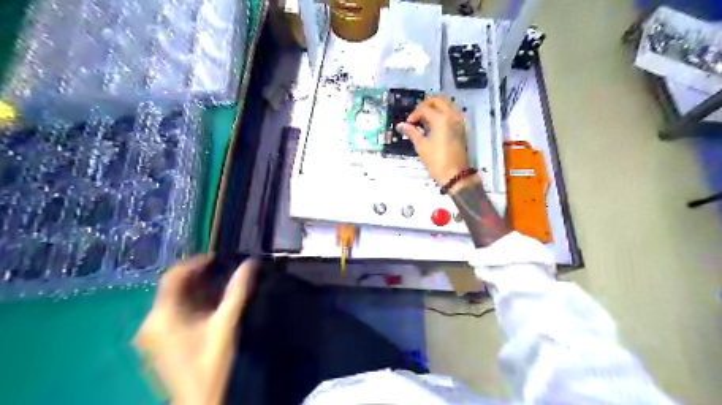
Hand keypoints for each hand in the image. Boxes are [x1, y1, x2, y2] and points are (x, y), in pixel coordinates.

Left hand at [135, 256, 258, 404]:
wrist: (198, 403)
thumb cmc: (210, 363)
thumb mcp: (226, 324)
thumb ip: (237, 292)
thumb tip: (250, 263)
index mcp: (162, 316)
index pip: (172, 277)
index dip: (194, 263)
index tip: (217, 258)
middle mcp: (150, 322)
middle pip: (171, 288)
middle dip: (197, 277)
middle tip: (223, 271)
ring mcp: (151, 335)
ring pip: (172, 300)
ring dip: (195, 290)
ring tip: (219, 285)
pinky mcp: (157, 343)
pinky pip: (172, 313)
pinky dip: (189, 304)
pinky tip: (208, 306)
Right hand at [398, 96, 470, 184]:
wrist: (455, 175)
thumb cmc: (436, 161)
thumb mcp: (421, 146)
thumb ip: (412, 132)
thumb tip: (401, 125)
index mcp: (441, 119)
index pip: (425, 109)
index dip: (414, 114)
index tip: (408, 124)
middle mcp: (452, 116)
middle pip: (438, 100)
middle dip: (425, 106)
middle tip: (416, 116)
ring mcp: (459, 121)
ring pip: (446, 105)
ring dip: (434, 109)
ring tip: (424, 121)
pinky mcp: (461, 128)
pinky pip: (451, 113)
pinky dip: (441, 114)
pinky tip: (432, 126)